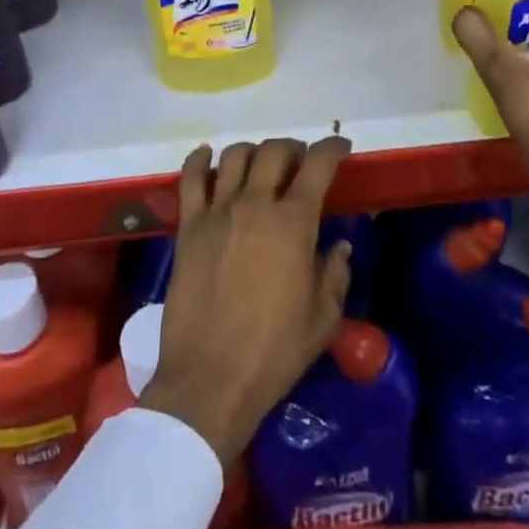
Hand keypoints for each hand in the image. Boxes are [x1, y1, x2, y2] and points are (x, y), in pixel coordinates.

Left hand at [140, 137, 353, 462]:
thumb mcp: (322, 319)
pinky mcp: (188, 227)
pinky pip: (191, 179)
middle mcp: (255, 204)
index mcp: (293, 223)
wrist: (209, 380)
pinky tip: (208, 157)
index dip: (332, 148)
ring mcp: (217, 212)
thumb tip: (339, 245)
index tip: (340, 147)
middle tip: (299, 162)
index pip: (317, 165)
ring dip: (253, 152)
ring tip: (260, 166)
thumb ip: (335, 274)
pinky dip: (200, 160)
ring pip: (235, 156)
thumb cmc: (273, 352)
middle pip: (274, 151)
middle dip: (292, 149)